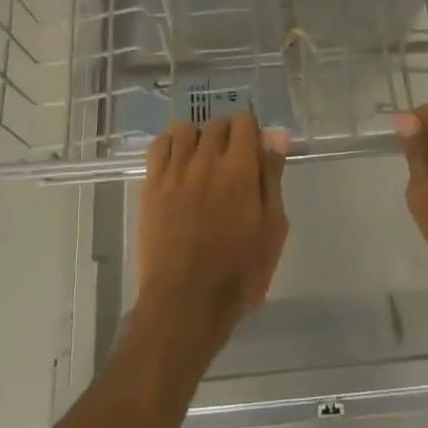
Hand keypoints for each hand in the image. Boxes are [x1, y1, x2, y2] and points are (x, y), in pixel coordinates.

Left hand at [135, 116, 289, 352]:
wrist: (186, 304)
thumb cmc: (239, 272)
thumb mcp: (272, 228)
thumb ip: (272, 177)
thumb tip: (276, 136)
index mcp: (239, 168)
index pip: (244, 123)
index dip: (252, 133)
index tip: (256, 153)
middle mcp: (205, 160)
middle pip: (216, 124)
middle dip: (228, 134)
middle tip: (234, 162)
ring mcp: (174, 173)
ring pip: (184, 130)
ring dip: (198, 137)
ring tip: (204, 161)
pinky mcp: (151, 187)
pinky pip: (158, 148)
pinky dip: (170, 145)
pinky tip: (178, 164)